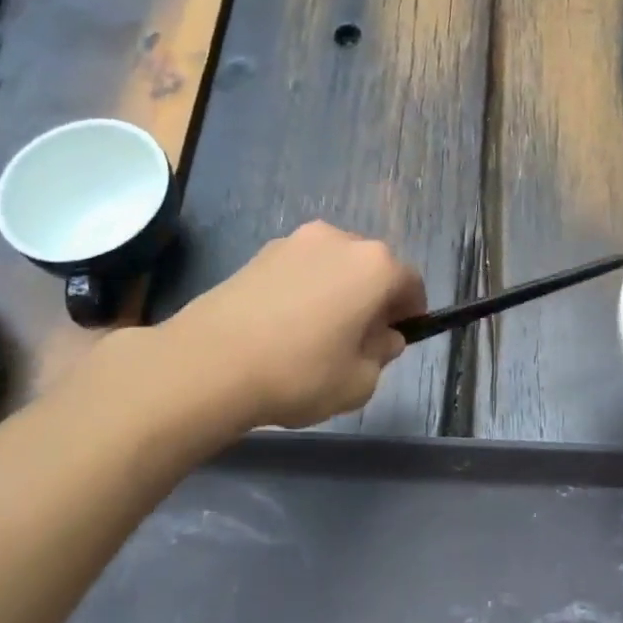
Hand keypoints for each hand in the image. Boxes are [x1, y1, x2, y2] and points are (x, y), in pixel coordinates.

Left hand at [164, 222, 425, 428]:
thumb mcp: (360, 382)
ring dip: (337, 292)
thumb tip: (382, 337)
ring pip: (333, 266)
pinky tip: (286, 328)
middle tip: (360, 339)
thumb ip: (382, 354)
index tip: (400, 336)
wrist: (210, 363)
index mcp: (374, 265)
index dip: (412, 311)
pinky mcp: (258, 254)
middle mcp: (338, 240)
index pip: (410, 282)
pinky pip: (299, 271)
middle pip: (370, 268)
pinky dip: (305, 291)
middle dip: (373, 299)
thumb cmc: (300, 373)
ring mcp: (294, 242)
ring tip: (318, 335)